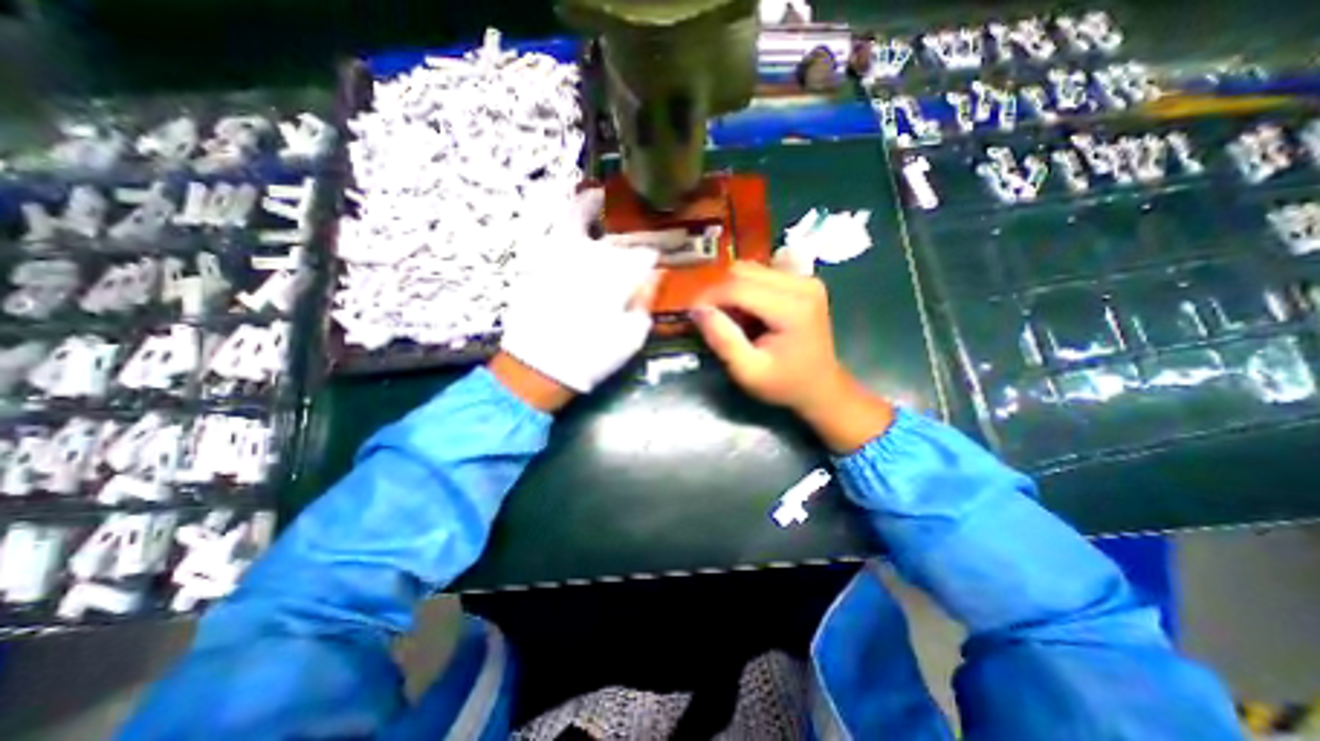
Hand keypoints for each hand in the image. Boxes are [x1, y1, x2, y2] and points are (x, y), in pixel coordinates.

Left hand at [496, 182, 659, 406]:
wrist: (540, 366)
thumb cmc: (592, 357)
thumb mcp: (630, 337)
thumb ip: (644, 301)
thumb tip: (656, 275)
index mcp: (617, 278)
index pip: (643, 256)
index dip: (652, 256)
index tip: (657, 259)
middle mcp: (590, 258)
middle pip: (613, 235)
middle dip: (626, 231)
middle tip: (633, 227)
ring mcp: (559, 257)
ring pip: (574, 219)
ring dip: (587, 205)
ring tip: (596, 196)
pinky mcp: (536, 263)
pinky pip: (545, 230)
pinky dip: (554, 218)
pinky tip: (562, 212)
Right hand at [693, 264, 895, 454]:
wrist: (821, 386)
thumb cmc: (784, 384)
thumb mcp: (748, 372)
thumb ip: (723, 339)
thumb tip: (697, 310)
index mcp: (793, 307)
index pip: (738, 287)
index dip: (708, 298)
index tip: (691, 315)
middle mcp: (802, 284)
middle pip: (743, 272)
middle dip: (719, 293)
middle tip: (711, 320)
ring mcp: (805, 279)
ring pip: (750, 269)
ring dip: (731, 291)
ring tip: (730, 319)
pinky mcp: (803, 281)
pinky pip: (762, 274)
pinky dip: (745, 290)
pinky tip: (748, 313)